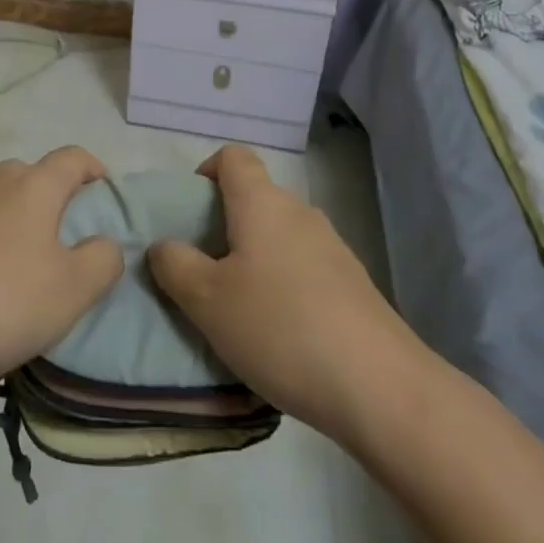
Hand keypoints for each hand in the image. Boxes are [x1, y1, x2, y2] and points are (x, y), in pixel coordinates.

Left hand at [0, 146, 124, 393]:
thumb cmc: (4, 299)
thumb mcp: (74, 289)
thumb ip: (103, 259)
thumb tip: (103, 243)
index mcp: (35, 185)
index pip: (73, 157)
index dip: (94, 170)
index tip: (105, 196)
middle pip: (33, 177)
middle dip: (53, 200)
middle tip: (65, 243)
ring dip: (16, 225)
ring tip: (23, 272)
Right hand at [148, 145, 420, 447]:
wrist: (380, 386)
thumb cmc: (279, 328)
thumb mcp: (207, 300)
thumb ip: (175, 265)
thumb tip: (163, 245)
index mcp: (261, 202)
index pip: (233, 156)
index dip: (206, 173)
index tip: (190, 215)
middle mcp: (299, 212)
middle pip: (254, 198)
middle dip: (224, 227)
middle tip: (204, 273)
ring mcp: (332, 247)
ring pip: (279, 236)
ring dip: (254, 259)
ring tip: (239, 310)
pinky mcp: (353, 284)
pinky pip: (304, 267)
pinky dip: (284, 285)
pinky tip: (281, 334)